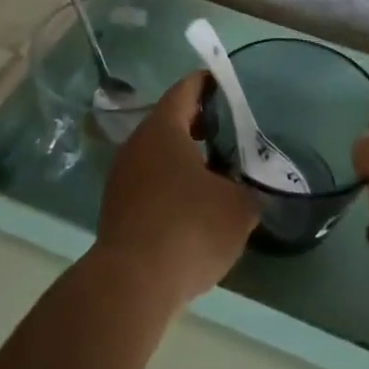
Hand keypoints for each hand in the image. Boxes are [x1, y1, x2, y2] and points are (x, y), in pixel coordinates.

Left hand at [95, 72, 259, 311]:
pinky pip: (148, 182)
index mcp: (163, 129)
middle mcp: (136, 144)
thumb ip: (250, 190)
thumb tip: (252, 189)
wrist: (131, 284)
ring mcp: (121, 177)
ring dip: (183, 157)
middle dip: (198, 123)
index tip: (224, 84)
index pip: (185, 90)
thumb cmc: (189, 229)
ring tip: (215, 171)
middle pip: (169, 122)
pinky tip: (192, 206)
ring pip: (157, 154)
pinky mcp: (116, 209)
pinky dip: (170, 184)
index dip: (206, 84)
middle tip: (228, 131)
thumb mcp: (237, 208)